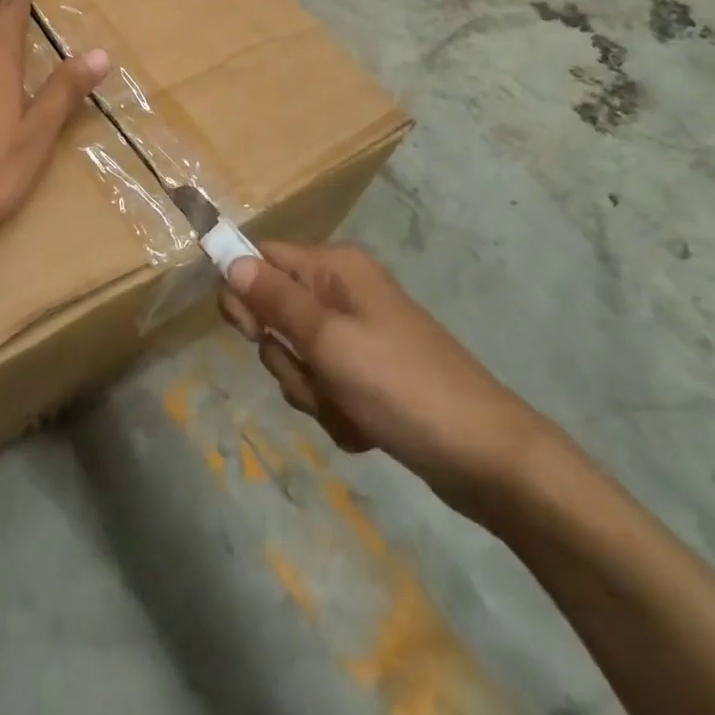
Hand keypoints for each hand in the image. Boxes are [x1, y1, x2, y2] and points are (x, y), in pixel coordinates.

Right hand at [219, 241, 551, 509]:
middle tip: (315, 376)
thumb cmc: (400, 386)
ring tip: (347, 407)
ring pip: (295, 356)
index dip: (244, 292)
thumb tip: (230, 260)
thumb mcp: (328, 340)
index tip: (249, 332)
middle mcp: (341, 291)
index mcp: (335, 268)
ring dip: (310, 389)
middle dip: (286, 354)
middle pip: (274, 312)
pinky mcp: (366, 373)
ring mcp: (355, 334)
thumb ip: (274, 299)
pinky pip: (322, 384)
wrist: (484, 456)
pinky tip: (364, 425)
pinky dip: (333, 408)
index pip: (262, 258)